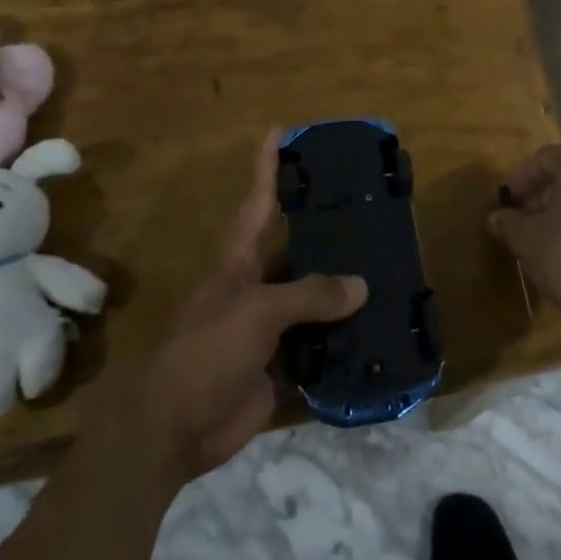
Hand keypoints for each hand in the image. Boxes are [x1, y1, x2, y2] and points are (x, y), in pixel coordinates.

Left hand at [144, 128, 367, 481]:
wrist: (174, 429)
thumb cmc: (207, 351)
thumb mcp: (257, 311)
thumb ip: (310, 295)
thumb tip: (361, 286)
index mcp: (238, 262)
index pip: (256, 201)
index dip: (266, 165)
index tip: (280, 131)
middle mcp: (254, 286)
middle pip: (293, 249)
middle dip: (323, 230)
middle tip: (366, 207)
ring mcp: (266, 327)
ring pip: (311, 299)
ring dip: (341, 289)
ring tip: (385, 267)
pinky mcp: (279, 365)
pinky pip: (318, 345)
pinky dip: (343, 340)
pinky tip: (376, 329)